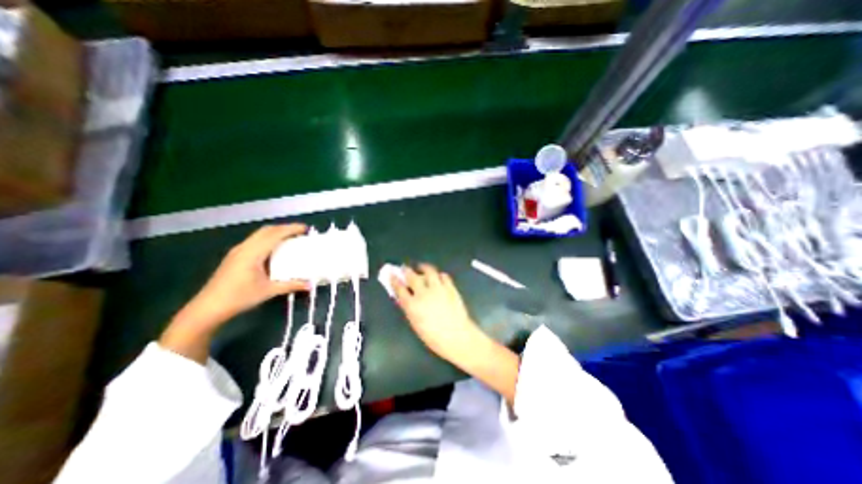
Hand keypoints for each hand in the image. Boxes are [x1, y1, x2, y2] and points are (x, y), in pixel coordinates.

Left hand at [159, 223, 310, 362]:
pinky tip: (274, 249)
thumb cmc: (239, 298)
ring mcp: (237, 251)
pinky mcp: (234, 256)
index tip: (306, 229)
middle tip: (300, 233)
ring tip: (290, 238)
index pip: (275, 234)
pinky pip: (255, 241)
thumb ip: (291, 285)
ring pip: (259, 234)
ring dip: (276, 233)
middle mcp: (244, 248)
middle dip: (285, 228)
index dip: (291, 229)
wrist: (207, 308)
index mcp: (253, 253)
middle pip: (267, 230)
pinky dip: (268, 239)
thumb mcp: (268, 291)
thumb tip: (310, 284)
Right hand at [391, 265, 483, 365]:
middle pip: (412, 276)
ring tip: (421, 267)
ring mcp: (438, 289)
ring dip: (423, 268)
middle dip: (406, 271)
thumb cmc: (434, 337)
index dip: (394, 280)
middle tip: (404, 268)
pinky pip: (444, 276)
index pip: (399, 289)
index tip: (392, 275)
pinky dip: (439, 275)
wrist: (457, 337)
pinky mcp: (450, 288)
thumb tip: (404, 299)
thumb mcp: (416, 324)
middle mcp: (424, 293)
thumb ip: (409, 309)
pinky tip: (438, 276)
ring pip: (429, 271)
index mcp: (412, 305)